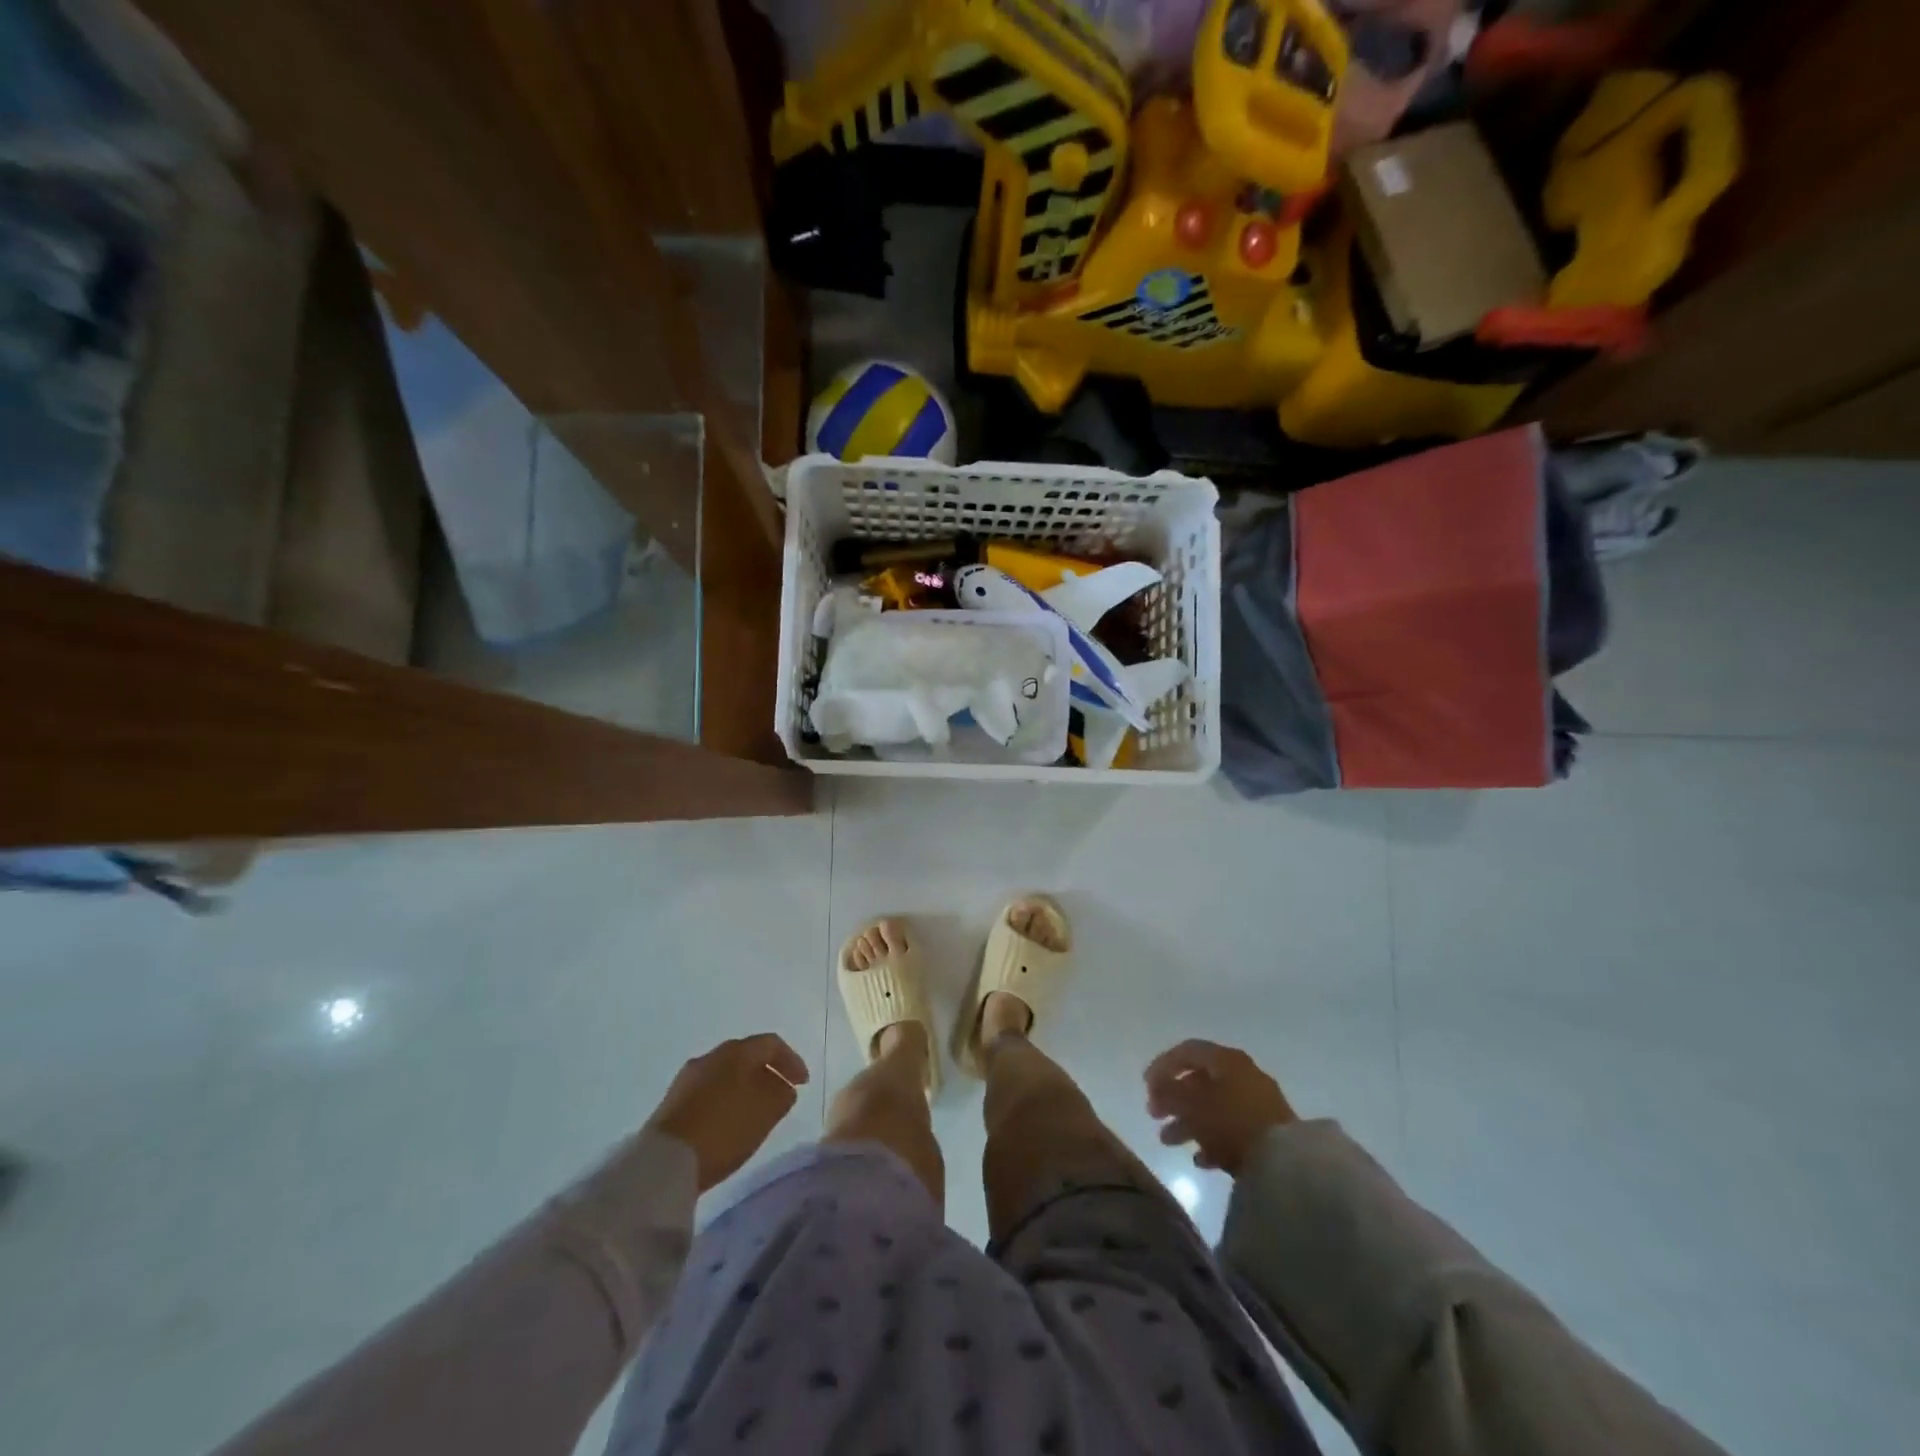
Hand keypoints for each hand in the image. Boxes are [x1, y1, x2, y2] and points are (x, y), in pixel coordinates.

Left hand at [646, 1034, 809, 1191]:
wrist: (664, 1162)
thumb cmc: (724, 1129)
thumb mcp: (765, 1113)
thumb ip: (782, 1095)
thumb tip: (783, 1087)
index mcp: (736, 1051)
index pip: (772, 1044)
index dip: (792, 1060)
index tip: (803, 1084)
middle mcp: (711, 1056)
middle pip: (747, 1056)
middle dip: (768, 1072)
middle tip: (782, 1094)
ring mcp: (688, 1078)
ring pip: (727, 1074)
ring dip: (746, 1087)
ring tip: (757, 1111)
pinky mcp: (673, 1101)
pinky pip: (710, 1091)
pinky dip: (727, 1099)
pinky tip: (730, 1121)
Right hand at [1145, 1040, 1294, 1175]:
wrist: (1287, 1163)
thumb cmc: (1231, 1122)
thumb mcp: (1191, 1104)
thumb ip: (1168, 1092)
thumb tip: (1157, 1088)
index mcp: (1226, 1059)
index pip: (1187, 1051)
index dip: (1162, 1065)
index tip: (1145, 1086)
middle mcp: (1243, 1074)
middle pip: (1199, 1081)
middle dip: (1173, 1099)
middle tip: (1154, 1115)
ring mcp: (1258, 1103)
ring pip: (1213, 1107)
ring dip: (1187, 1123)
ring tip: (1168, 1142)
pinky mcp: (1268, 1132)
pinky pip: (1232, 1129)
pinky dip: (1212, 1140)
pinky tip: (1200, 1160)